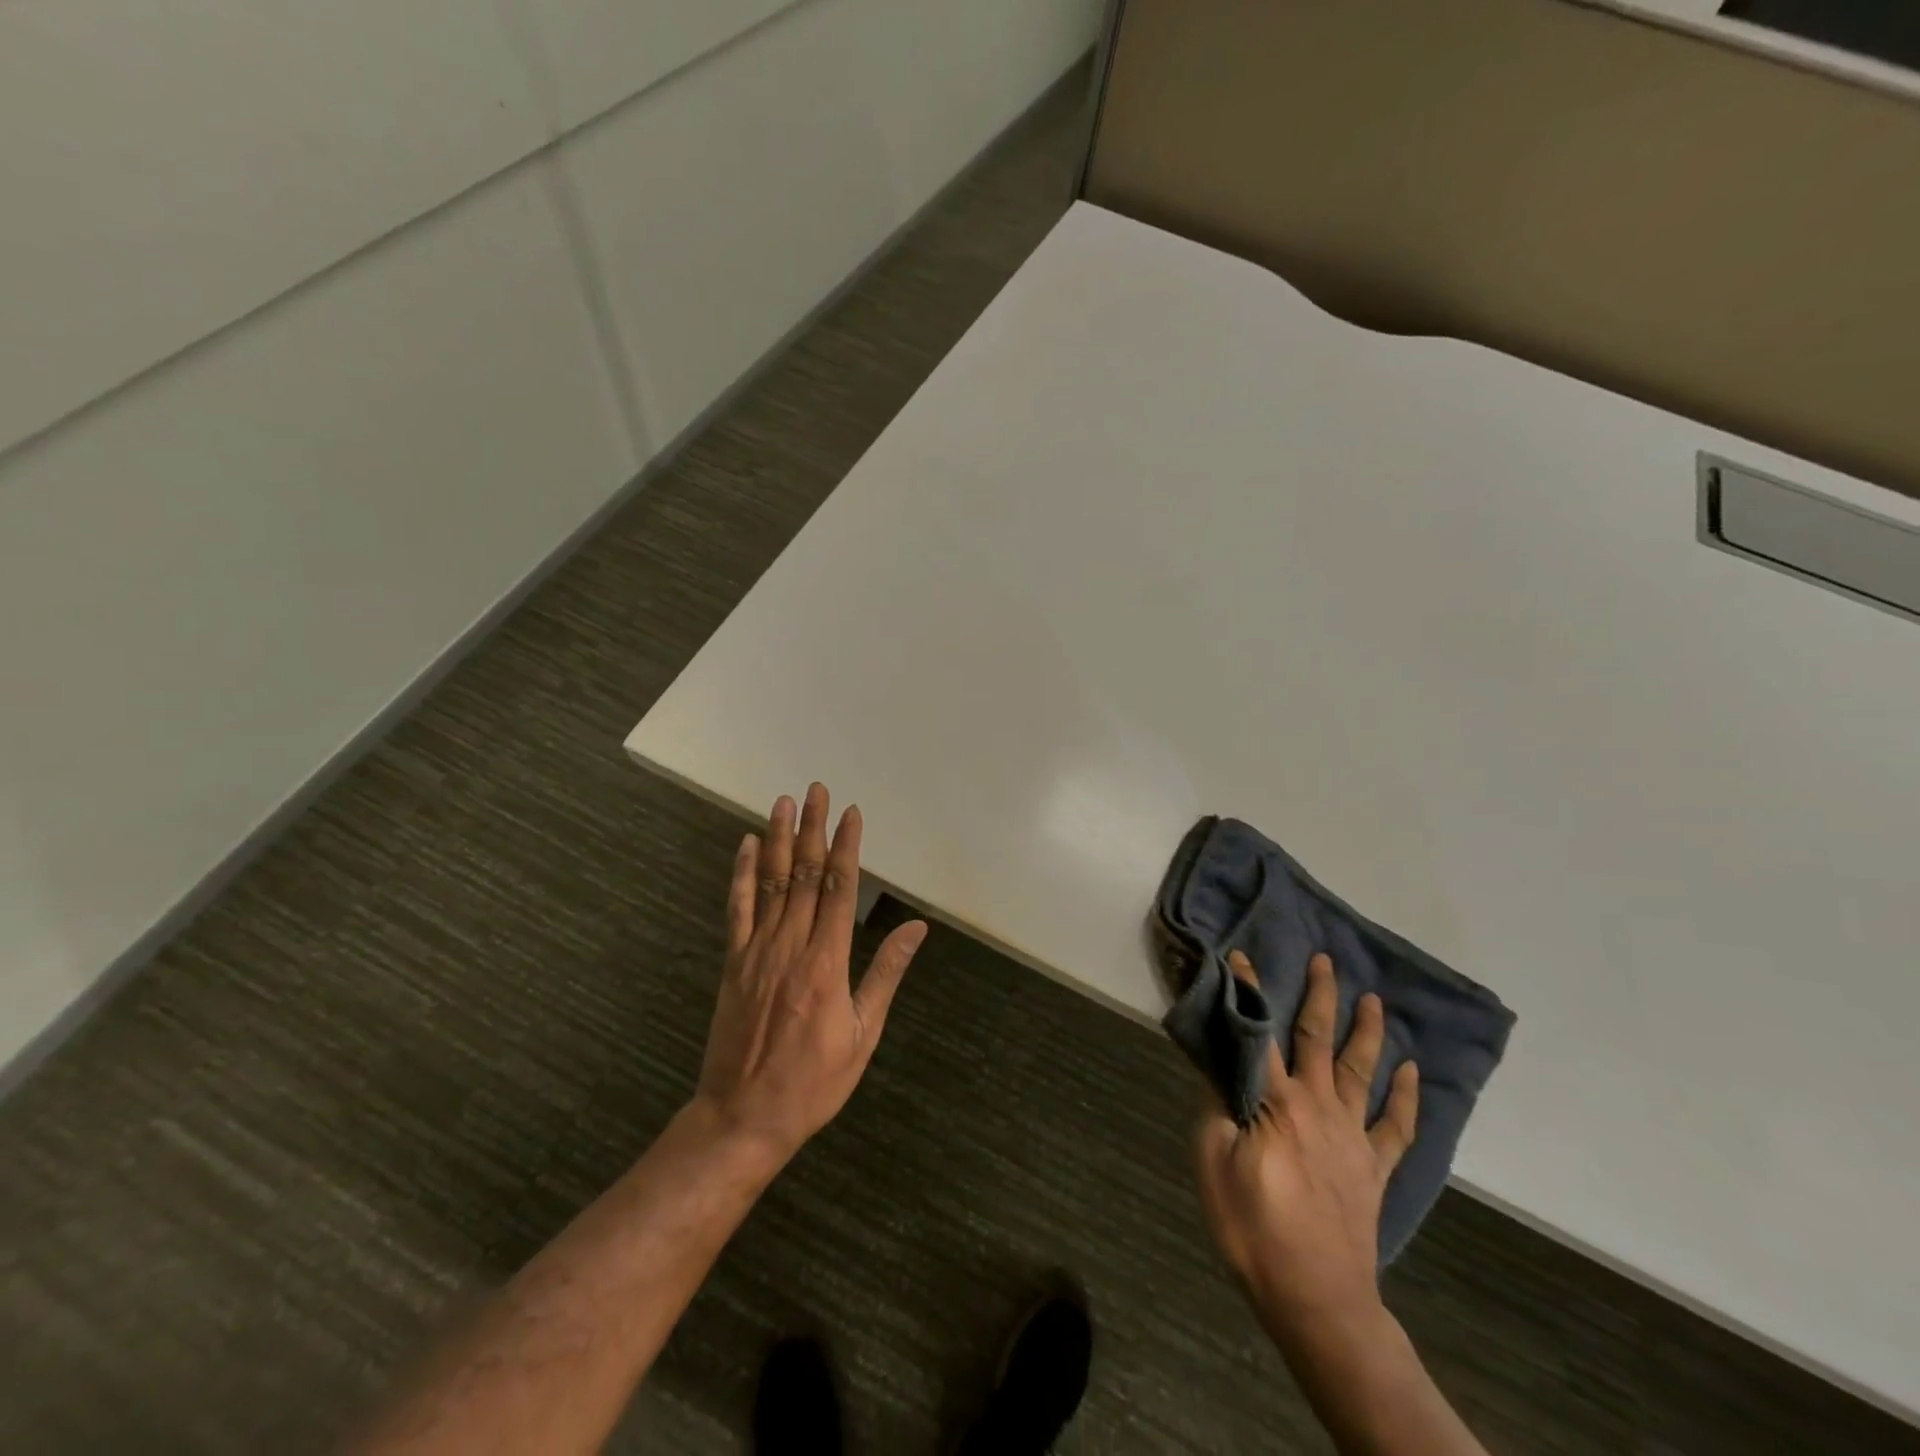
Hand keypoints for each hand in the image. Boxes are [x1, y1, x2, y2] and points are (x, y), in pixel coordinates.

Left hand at [693, 783, 927, 1161]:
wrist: (743, 1117)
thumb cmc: (814, 1081)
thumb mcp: (863, 1034)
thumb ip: (886, 974)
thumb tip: (916, 927)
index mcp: (827, 963)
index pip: (840, 889)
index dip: (846, 847)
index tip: (852, 814)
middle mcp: (791, 946)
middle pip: (805, 875)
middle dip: (814, 829)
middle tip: (818, 790)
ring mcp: (757, 951)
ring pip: (772, 883)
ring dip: (780, 840)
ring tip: (785, 802)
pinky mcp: (733, 962)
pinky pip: (737, 909)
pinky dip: (743, 875)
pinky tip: (748, 846)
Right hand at [1194, 951, 1419, 1348]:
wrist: (1317, 1297)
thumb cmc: (1254, 1227)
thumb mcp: (1213, 1162)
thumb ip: (1215, 1107)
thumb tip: (1218, 1066)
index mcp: (1275, 1102)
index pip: (1258, 1034)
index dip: (1249, 993)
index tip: (1242, 957)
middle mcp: (1318, 1106)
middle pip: (1318, 1040)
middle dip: (1320, 997)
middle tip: (1326, 961)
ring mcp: (1352, 1136)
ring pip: (1362, 1071)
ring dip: (1367, 1032)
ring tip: (1374, 1000)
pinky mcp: (1374, 1168)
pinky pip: (1395, 1127)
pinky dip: (1405, 1097)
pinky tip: (1411, 1072)